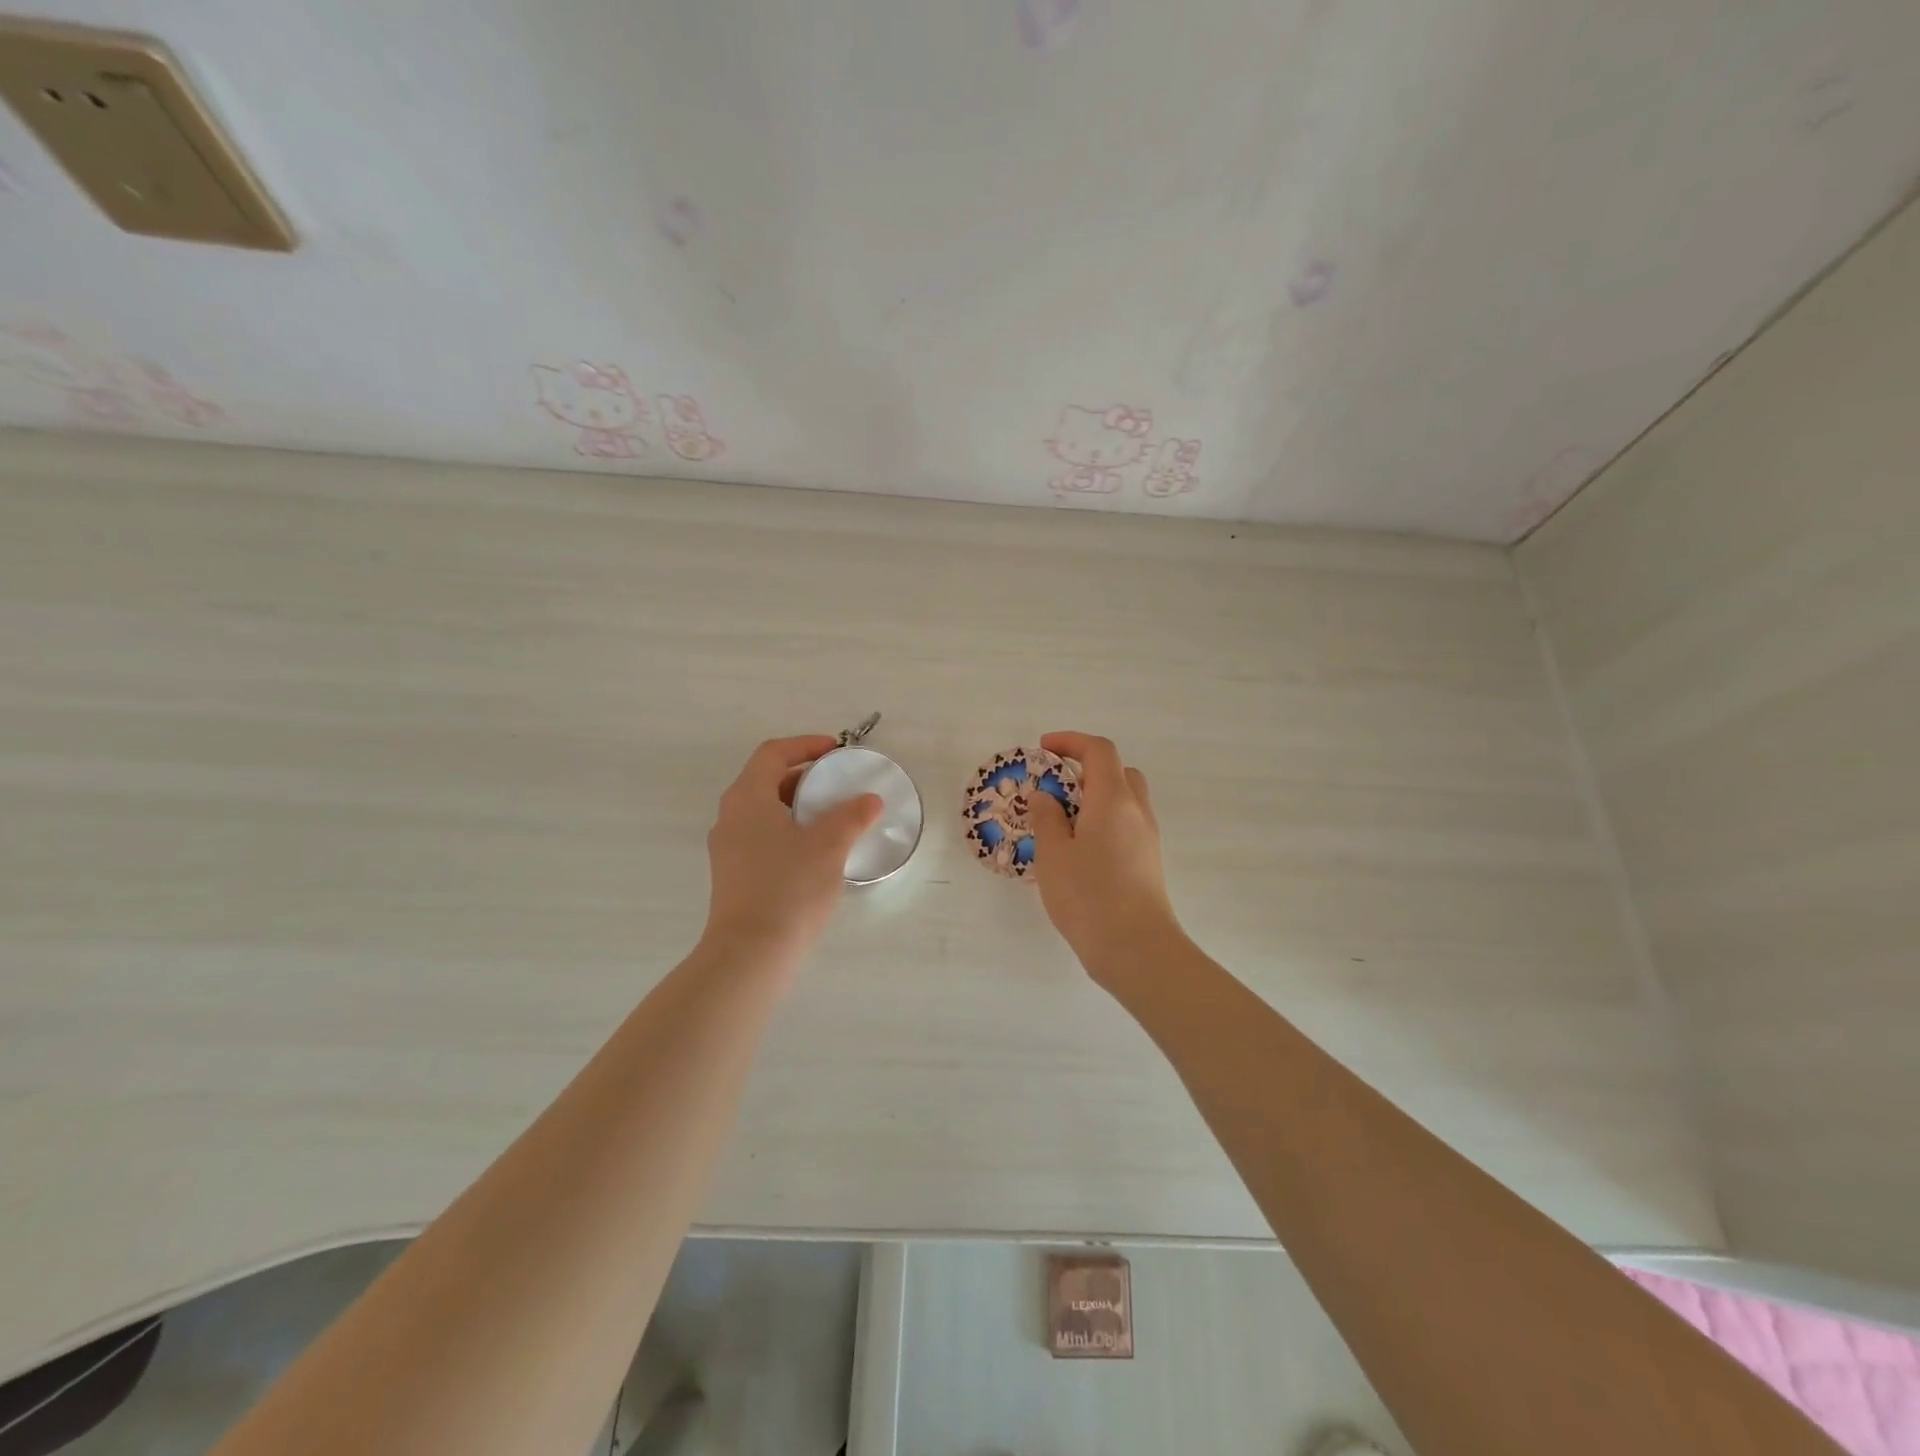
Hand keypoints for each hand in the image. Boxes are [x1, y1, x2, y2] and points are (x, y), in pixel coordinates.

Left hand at [702, 735, 881, 970]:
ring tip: (834, 818)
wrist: (750, 954)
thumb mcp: (829, 846)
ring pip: (765, 812)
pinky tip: (816, 853)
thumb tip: (870, 800)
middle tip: (838, 784)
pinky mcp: (733, 876)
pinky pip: (762, 838)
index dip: (805, 745)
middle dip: (805, 776)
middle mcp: (731, 817)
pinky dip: (789, 831)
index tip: (836, 751)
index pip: (773, 753)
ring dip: (798, 806)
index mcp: (747, 798)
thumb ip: (852, 816)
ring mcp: (728, 849)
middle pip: (766, 780)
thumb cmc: (789, 888)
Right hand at [1028, 731, 1184, 980]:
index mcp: (1113, 799)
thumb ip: (1047, 819)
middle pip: (1118, 772)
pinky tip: (1078, 851)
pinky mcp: (1148, 862)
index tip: (1044, 748)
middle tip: (1055, 788)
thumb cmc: (1089, 896)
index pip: (1099, 751)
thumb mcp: (1053, 854)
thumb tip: (1046, 797)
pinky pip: (1126, 826)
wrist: (1137, 950)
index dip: (1071, 742)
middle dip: (1086, 769)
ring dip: (1095, 798)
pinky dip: (1103, 822)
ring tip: (1061, 822)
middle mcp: (1137, 811)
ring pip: (1124, 800)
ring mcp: (1147, 838)